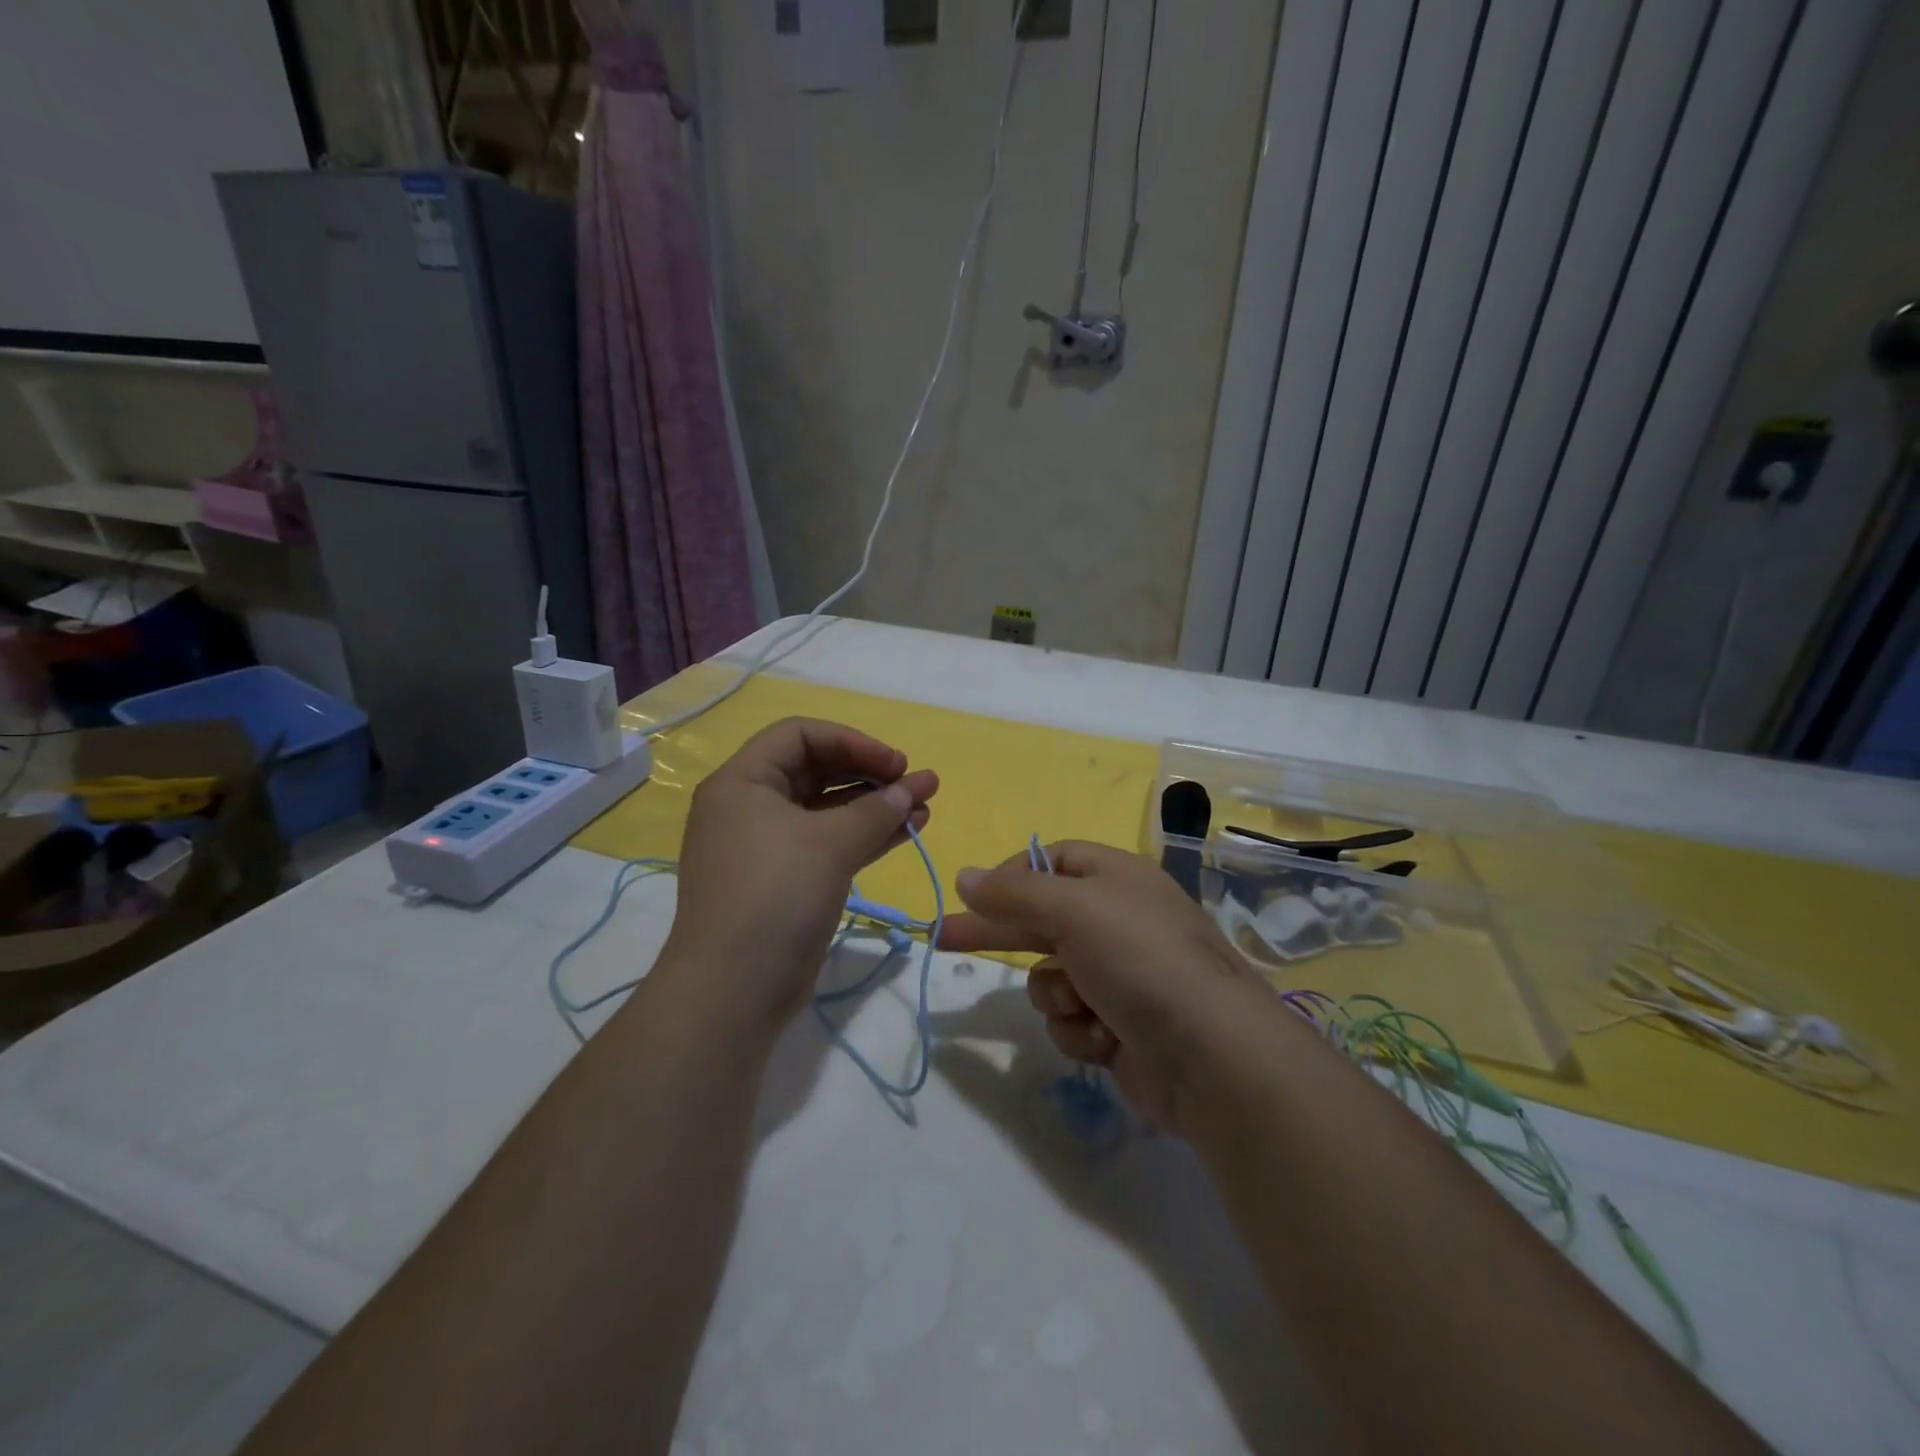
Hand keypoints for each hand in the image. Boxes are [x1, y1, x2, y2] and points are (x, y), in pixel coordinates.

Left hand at [657, 718, 937, 1033]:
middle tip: (915, 782)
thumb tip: (912, 788)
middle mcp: (750, 807)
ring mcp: (767, 847)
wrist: (733, 991)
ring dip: (875, 805)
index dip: (851, 742)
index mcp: (742, 782)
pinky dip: (865, 836)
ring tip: (925, 804)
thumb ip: (876, 810)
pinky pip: (829, 843)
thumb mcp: (829, 844)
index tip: (894, 763)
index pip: (800, 736)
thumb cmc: (774, 896)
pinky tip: (907, 831)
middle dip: (870, 774)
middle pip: (816, 770)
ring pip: (828, 810)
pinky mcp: (785, 881)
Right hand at [938, 841, 1276, 1132]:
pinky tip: (1105, 1037)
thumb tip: (965, 876)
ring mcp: (1120, 976)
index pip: (1053, 860)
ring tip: (1084, 1005)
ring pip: (1052, 977)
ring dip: (1058, 995)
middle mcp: (1118, 920)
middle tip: (941, 938)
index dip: (1013, 875)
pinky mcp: (1119, 1025)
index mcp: (1116, 878)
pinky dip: (1080, 1029)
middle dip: (997, 932)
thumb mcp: (1073, 910)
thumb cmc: (1141, 960)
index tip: (976, 896)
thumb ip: (1014, 893)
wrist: (1211, 1056)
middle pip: (1041, 918)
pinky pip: (1071, 1019)